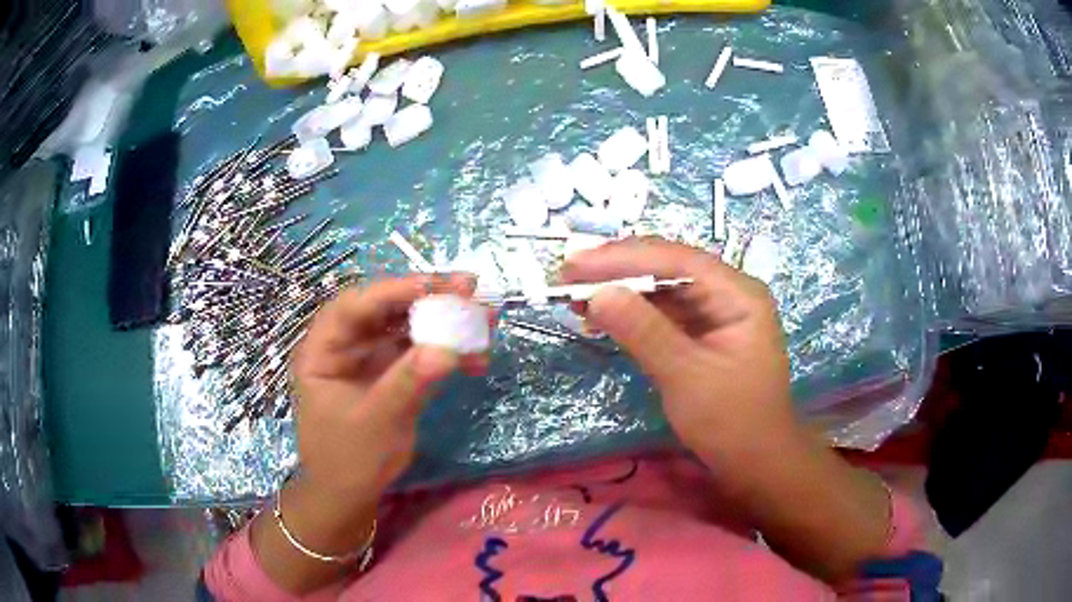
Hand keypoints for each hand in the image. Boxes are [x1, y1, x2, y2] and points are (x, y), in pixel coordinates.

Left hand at [252, 274, 488, 593]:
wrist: (350, 494)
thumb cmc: (348, 459)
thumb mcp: (375, 422)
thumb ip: (407, 383)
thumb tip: (447, 349)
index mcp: (323, 349)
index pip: (355, 306)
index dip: (395, 290)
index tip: (438, 285)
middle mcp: (346, 345)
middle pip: (386, 308)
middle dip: (428, 299)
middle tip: (471, 289)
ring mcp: (371, 358)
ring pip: (408, 326)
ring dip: (445, 322)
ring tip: (486, 320)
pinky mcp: (392, 373)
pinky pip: (421, 352)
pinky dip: (448, 352)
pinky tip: (476, 358)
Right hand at [563, 237, 893, 583]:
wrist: (756, 464)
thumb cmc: (732, 423)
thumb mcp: (686, 378)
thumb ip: (643, 332)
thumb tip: (597, 293)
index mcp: (738, 295)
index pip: (677, 261)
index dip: (624, 257)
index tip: (575, 264)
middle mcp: (728, 294)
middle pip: (668, 268)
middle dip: (617, 270)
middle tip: (566, 275)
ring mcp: (715, 314)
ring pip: (662, 290)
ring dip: (620, 290)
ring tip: (573, 293)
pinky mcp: (702, 335)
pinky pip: (663, 314)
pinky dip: (631, 314)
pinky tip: (601, 315)